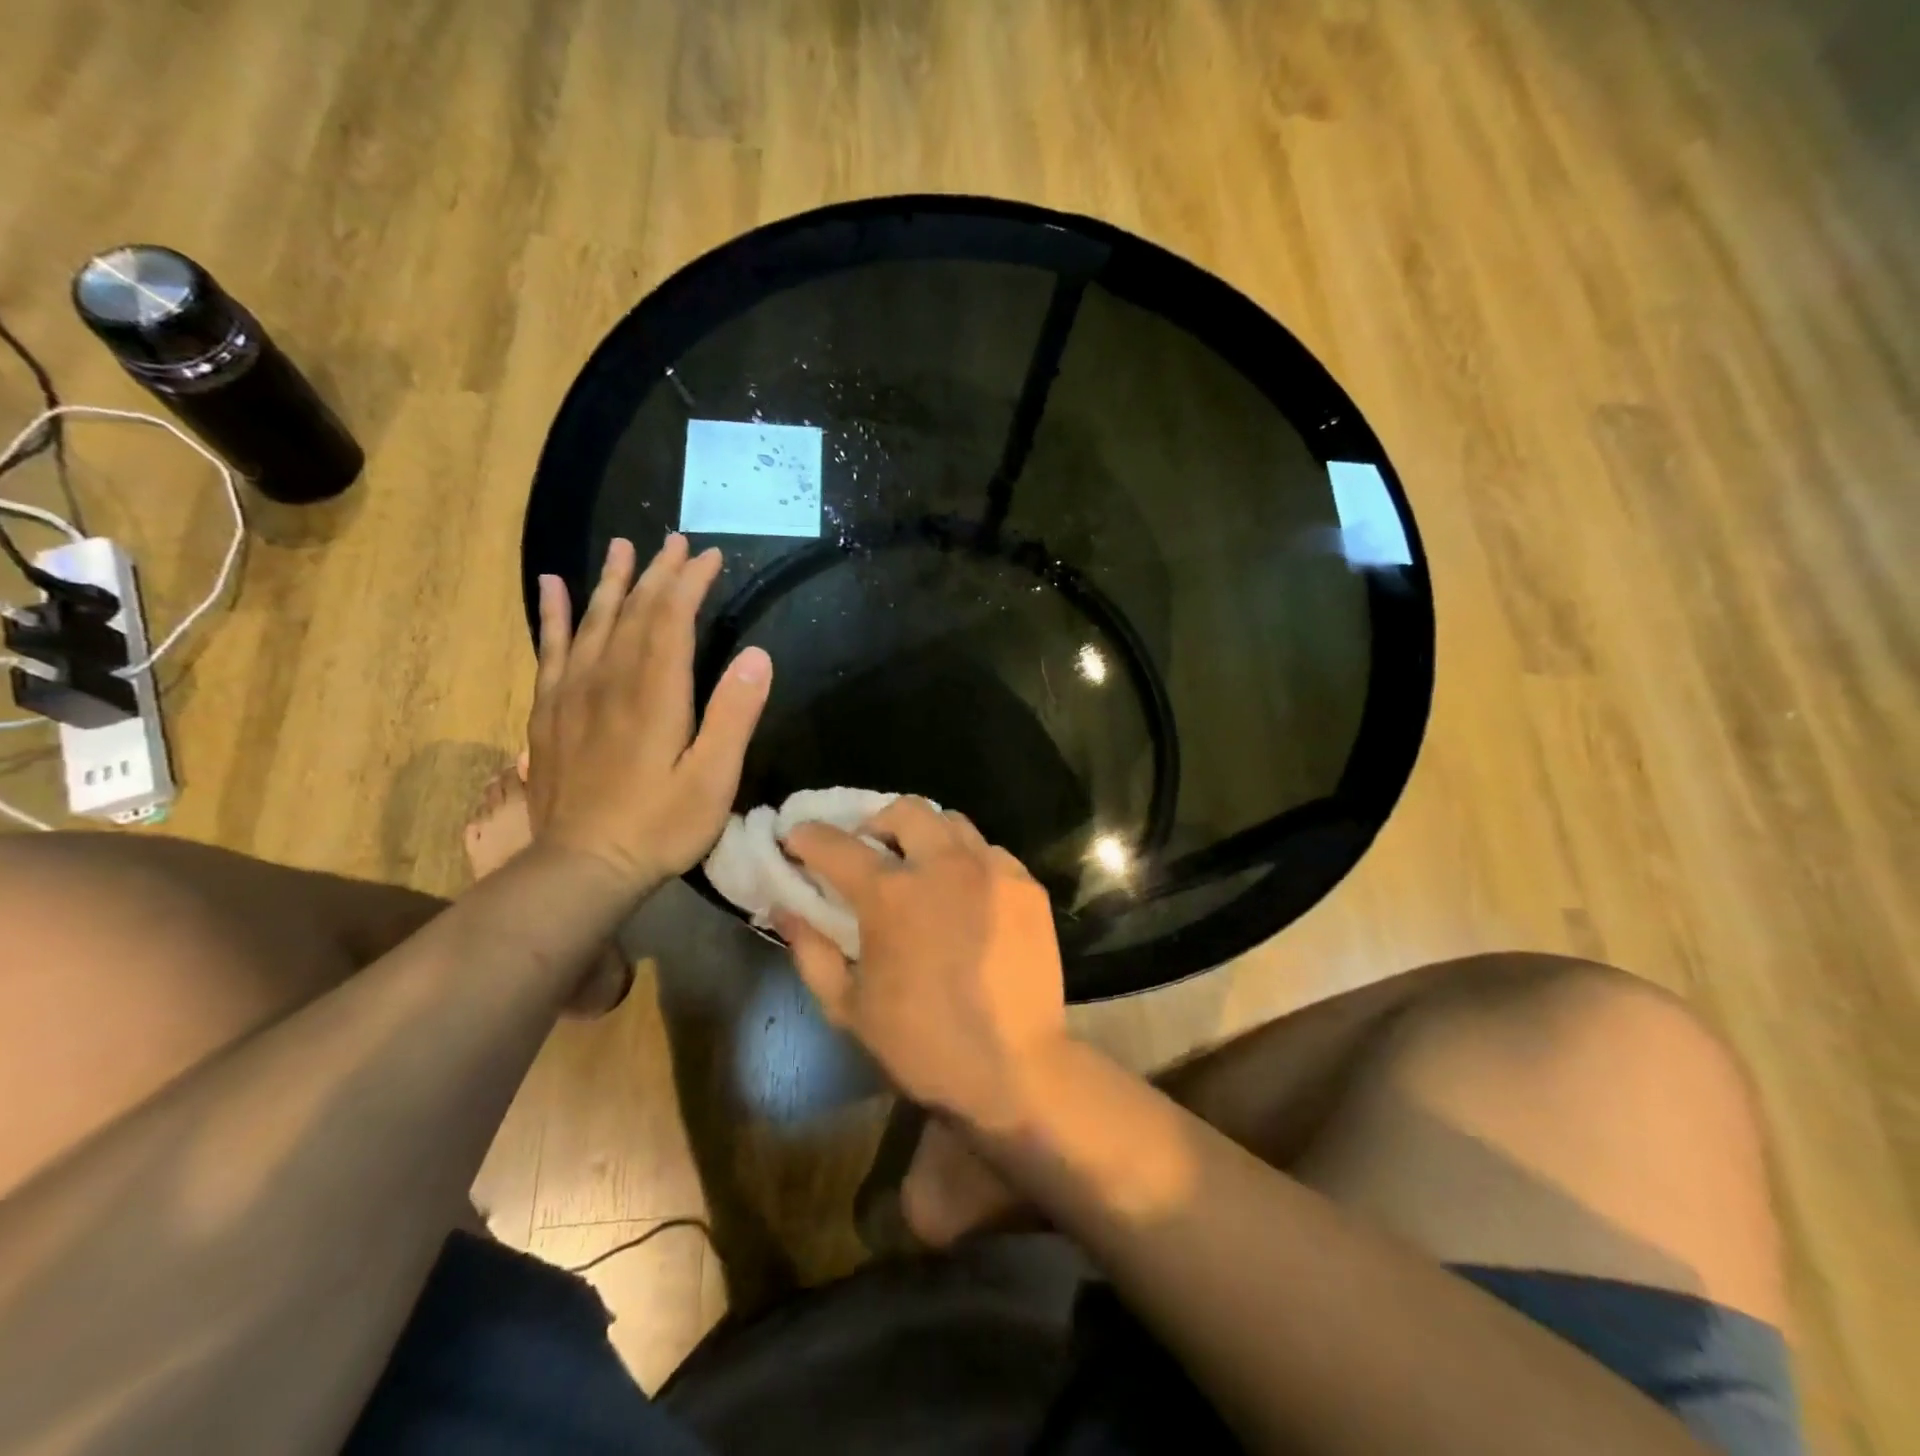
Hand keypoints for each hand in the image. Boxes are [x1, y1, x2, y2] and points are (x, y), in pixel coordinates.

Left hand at [526, 535, 771, 892]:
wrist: (583, 866)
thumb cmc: (660, 825)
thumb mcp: (713, 778)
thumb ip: (734, 715)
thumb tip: (757, 656)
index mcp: (655, 693)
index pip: (672, 618)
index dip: (690, 582)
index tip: (709, 556)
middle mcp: (610, 679)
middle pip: (634, 611)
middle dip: (658, 573)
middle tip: (674, 541)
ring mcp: (574, 693)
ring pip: (594, 621)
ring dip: (611, 581)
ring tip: (622, 547)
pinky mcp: (550, 711)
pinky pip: (551, 649)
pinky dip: (553, 615)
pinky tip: (552, 588)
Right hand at [778, 799, 1068, 1128]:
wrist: (1015, 1069)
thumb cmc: (922, 1043)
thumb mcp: (849, 1007)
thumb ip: (810, 951)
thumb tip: (784, 910)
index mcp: (891, 895)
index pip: (837, 845)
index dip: (809, 837)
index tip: (796, 838)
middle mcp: (943, 866)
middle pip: (904, 810)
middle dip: (876, 822)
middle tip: (868, 849)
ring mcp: (992, 870)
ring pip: (952, 823)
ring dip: (925, 835)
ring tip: (919, 866)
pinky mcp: (1026, 886)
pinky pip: (989, 852)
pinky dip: (967, 860)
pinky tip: (965, 893)